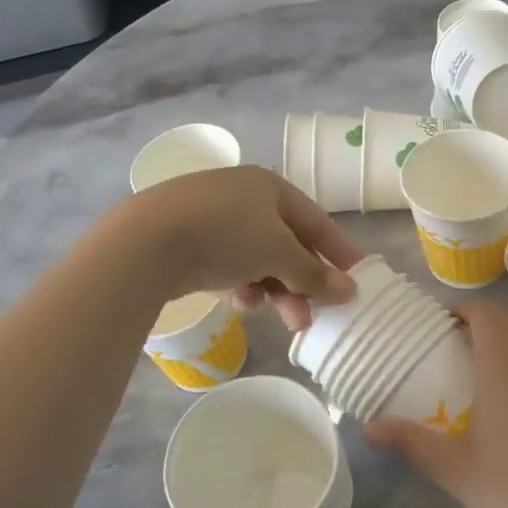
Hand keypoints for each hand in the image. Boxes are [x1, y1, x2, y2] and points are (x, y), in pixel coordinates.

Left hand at [121, 166, 361, 329]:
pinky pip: (230, 267)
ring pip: (258, 261)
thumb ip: (314, 273)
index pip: (316, 222)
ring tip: (284, 320)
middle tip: (314, 316)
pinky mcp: (190, 244)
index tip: (359, 280)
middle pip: (287, 245)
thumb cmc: (226, 234)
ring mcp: (214, 220)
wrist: (148, 240)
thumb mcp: (278, 252)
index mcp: (270, 187)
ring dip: (275, 291)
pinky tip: (241, 302)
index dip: (339, 252)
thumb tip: (349, 290)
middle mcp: (244, 198)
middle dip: (303, 283)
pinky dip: (241, 286)